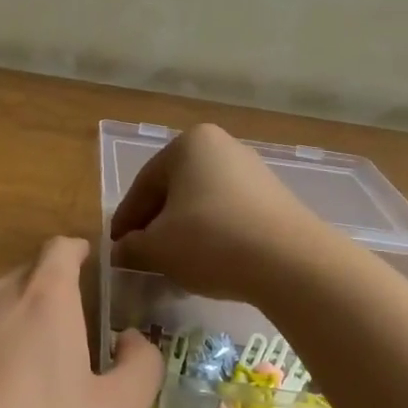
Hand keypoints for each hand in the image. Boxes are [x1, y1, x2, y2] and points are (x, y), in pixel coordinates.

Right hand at [109, 123, 322, 301]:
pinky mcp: (275, 198)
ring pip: (202, 202)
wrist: (291, 262)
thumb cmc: (211, 241)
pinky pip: (230, 213)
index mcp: (189, 145)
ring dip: (184, 231)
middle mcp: (222, 147)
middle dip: (156, 223)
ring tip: (174, 263)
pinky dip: (213, 235)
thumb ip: (132, 246)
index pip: (144, 185)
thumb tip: (121, 250)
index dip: (126, 220)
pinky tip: (209, 262)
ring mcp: (253, 171)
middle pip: (174, 190)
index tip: (116, 247)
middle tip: (142, 255)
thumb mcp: (158, 247)